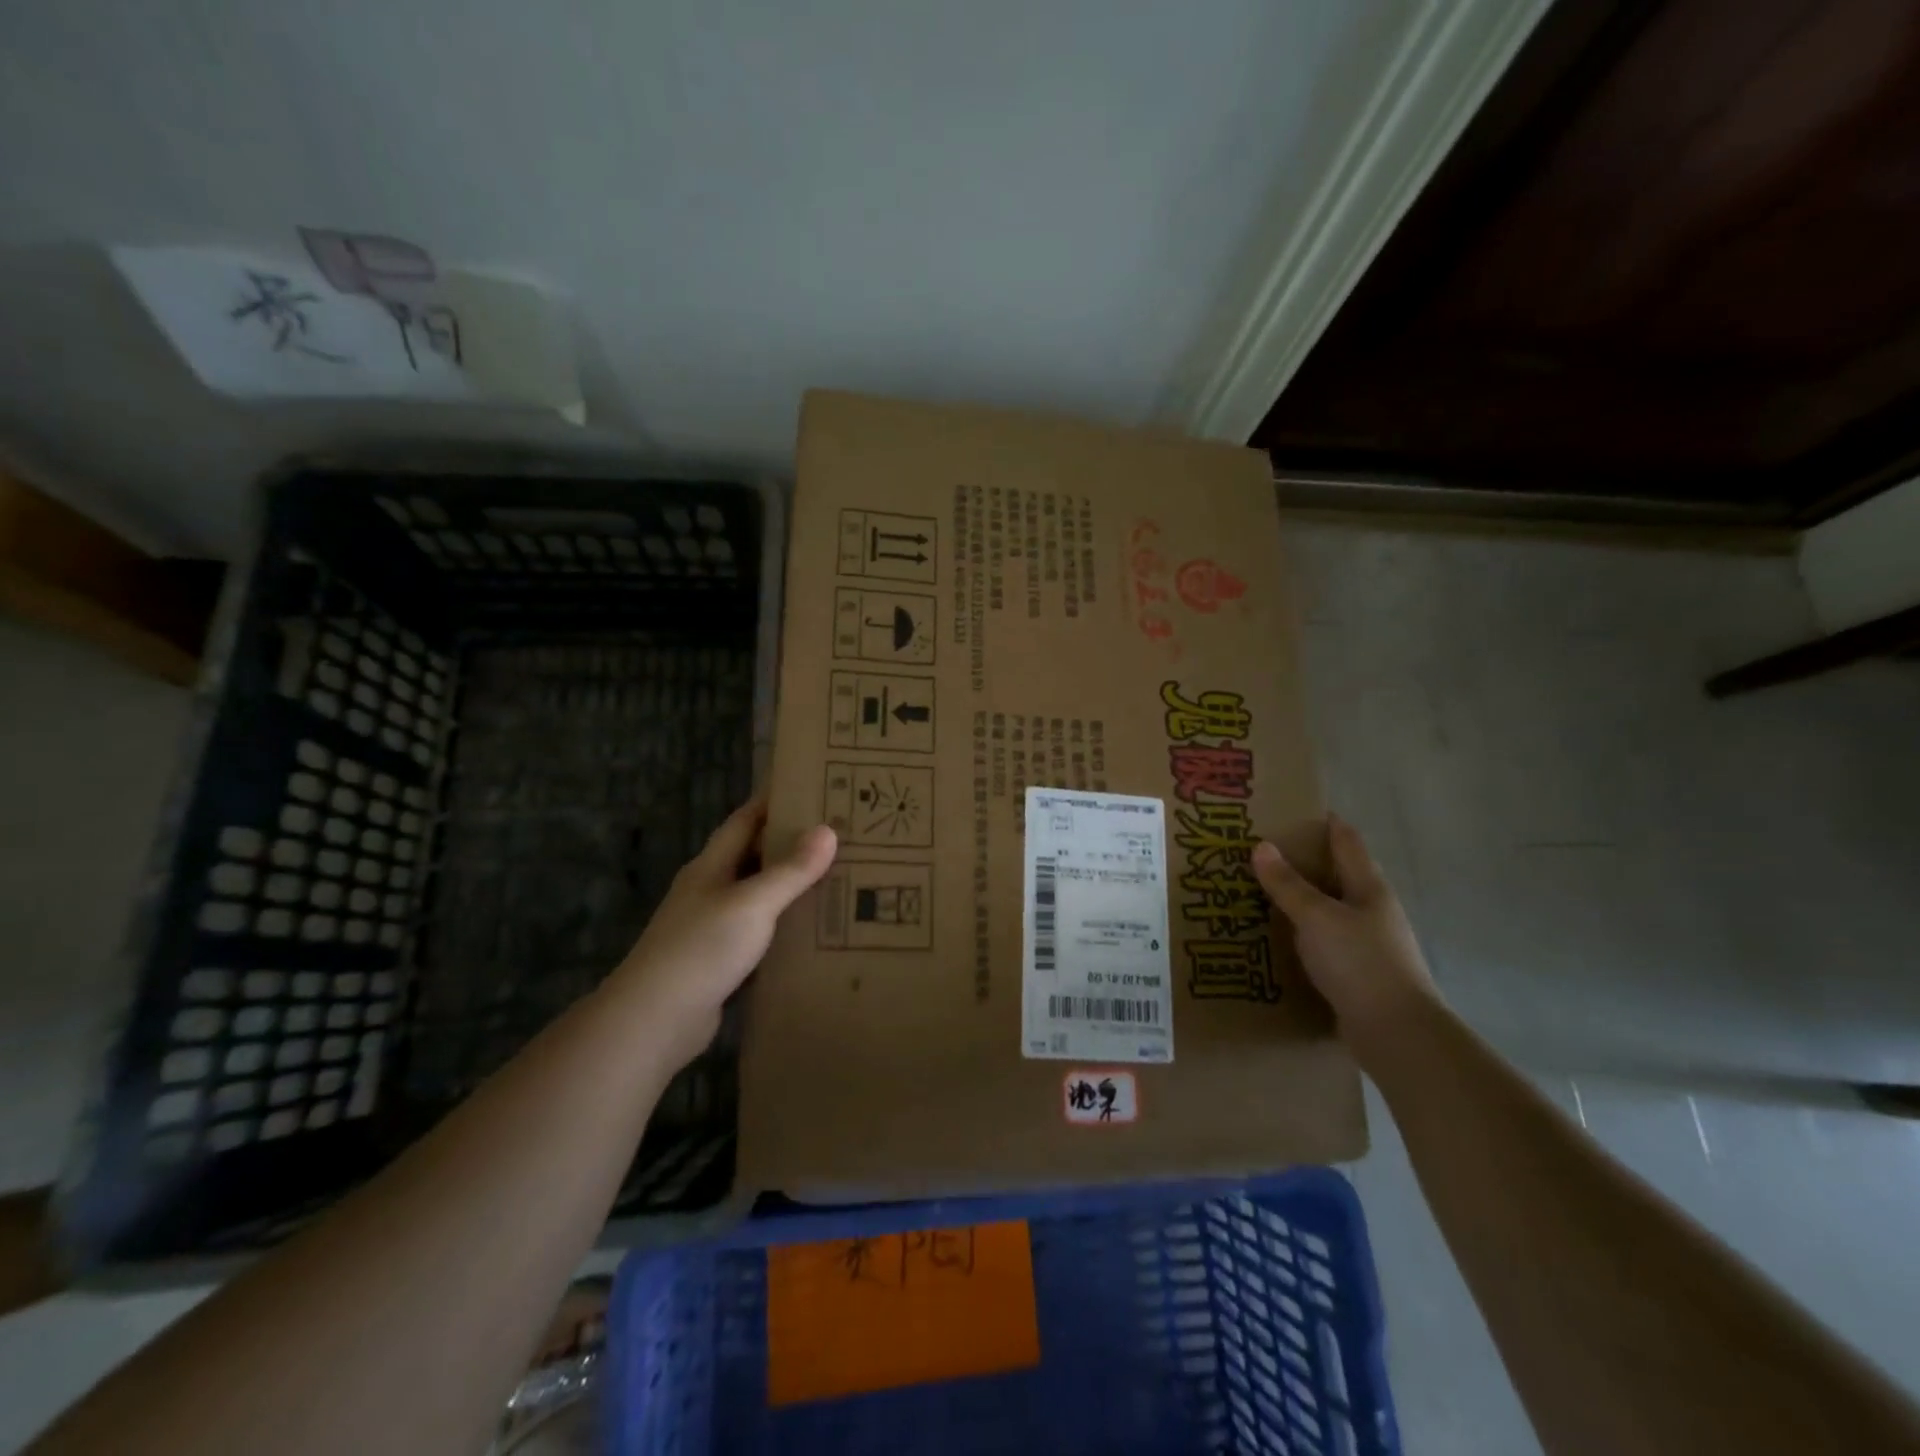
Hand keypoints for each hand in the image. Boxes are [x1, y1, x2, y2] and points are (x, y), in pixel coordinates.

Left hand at [612, 798, 836, 1067]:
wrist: (655, 1019)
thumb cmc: (701, 948)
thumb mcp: (752, 903)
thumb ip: (791, 870)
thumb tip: (827, 830)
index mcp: (711, 867)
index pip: (744, 821)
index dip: (771, 801)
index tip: (807, 785)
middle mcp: (709, 890)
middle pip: (751, 856)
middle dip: (788, 842)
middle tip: (835, 833)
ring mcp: (711, 927)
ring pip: (757, 896)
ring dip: (788, 886)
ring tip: (833, 877)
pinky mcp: (718, 962)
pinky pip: (758, 933)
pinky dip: (783, 926)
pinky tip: (811, 930)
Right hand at [1251, 814, 1436, 1041]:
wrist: (1397, 1033)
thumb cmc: (1360, 962)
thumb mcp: (1317, 917)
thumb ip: (1288, 884)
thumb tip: (1261, 846)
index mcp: (1369, 887)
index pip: (1347, 841)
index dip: (1325, 822)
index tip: (1293, 809)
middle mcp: (1372, 910)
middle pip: (1338, 874)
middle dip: (1305, 861)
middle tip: (1262, 851)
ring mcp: (1368, 943)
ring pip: (1329, 910)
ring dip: (1301, 900)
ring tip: (1260, 893)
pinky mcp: (1358, 973)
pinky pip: (1324, 942)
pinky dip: (1302, 934)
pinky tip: (1278, 939)